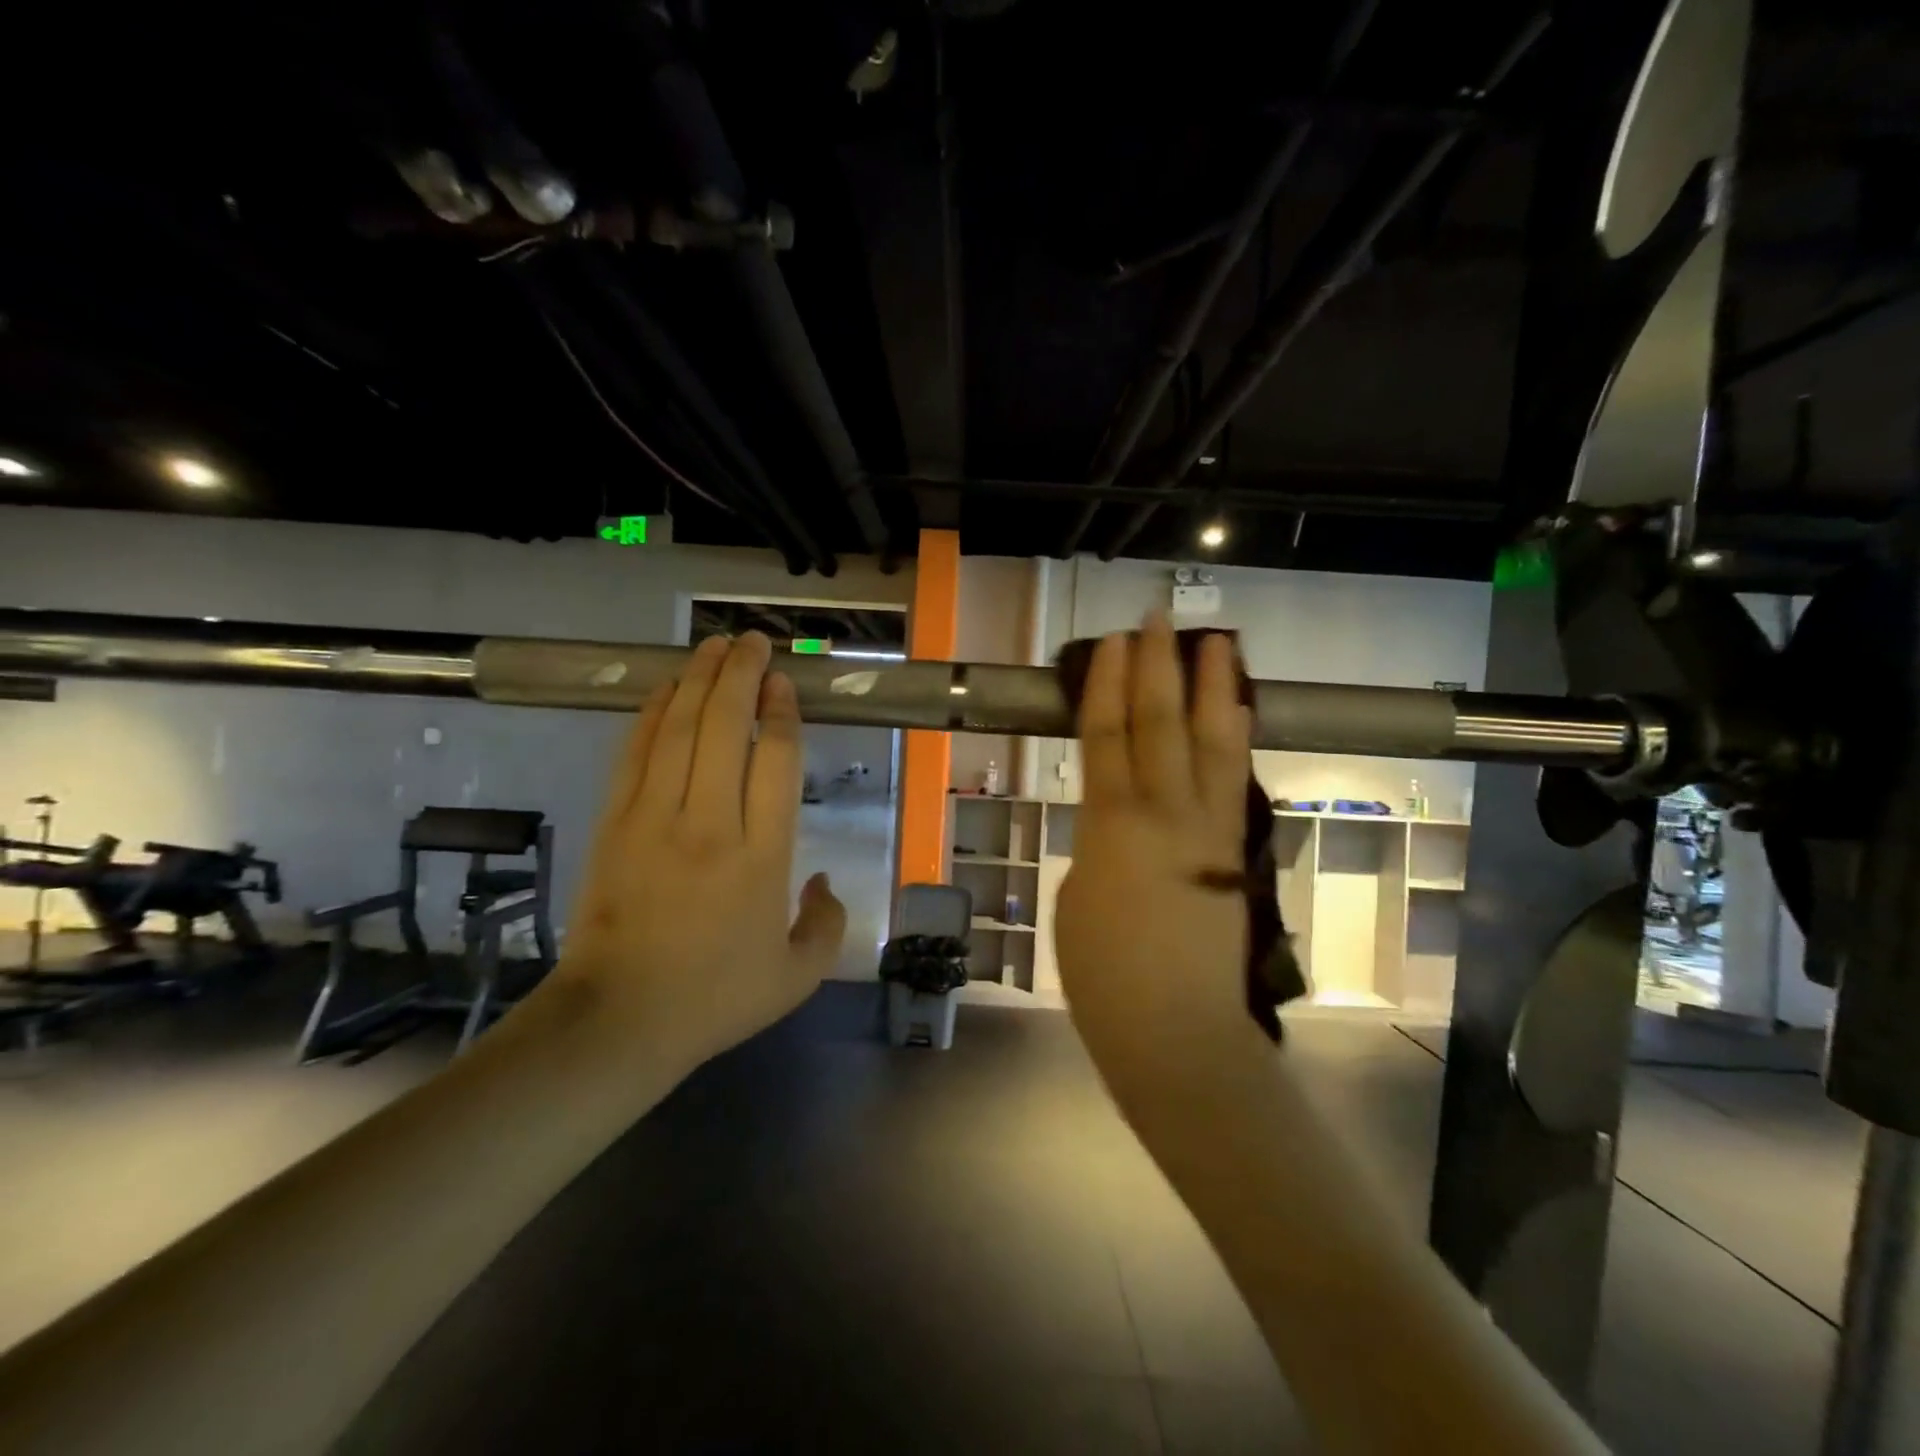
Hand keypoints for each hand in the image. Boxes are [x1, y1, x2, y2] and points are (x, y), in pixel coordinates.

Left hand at [546, 631, 845, 1070]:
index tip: (784, 685)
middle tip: (753, 643)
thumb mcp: (797, 976)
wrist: (619, 1020)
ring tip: (715, 647)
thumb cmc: (715, 998)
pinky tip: (666, 689)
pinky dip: (652, 714)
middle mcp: (710, 823)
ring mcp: (655, 819)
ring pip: (679, 730)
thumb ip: (826, 923)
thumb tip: (823, 880)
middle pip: (724, 728)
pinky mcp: (615, 823)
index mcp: (762, 856)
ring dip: (699, 681)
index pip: (774, 761)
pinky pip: (635, 754)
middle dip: (741, 676)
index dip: (781, 713)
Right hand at [1055, 615, 1270, 1089]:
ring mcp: (1208, 830)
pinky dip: (1238, 738)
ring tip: (1218, 643)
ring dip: (1214, 688)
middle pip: (1161, 723)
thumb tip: (1116, 825)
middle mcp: (1164, 813)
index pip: (1107, 734)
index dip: (1107, 684)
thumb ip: (1097, 846)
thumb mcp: (1076, 897)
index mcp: (1110, 824)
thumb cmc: (1104, 974)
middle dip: (1159, 667)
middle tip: (1160, 620)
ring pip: (1213, 743)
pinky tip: (1241, 714)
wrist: (1176, 1032)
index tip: (1112, 642)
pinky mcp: (1235, 853)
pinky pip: (1237, 781)